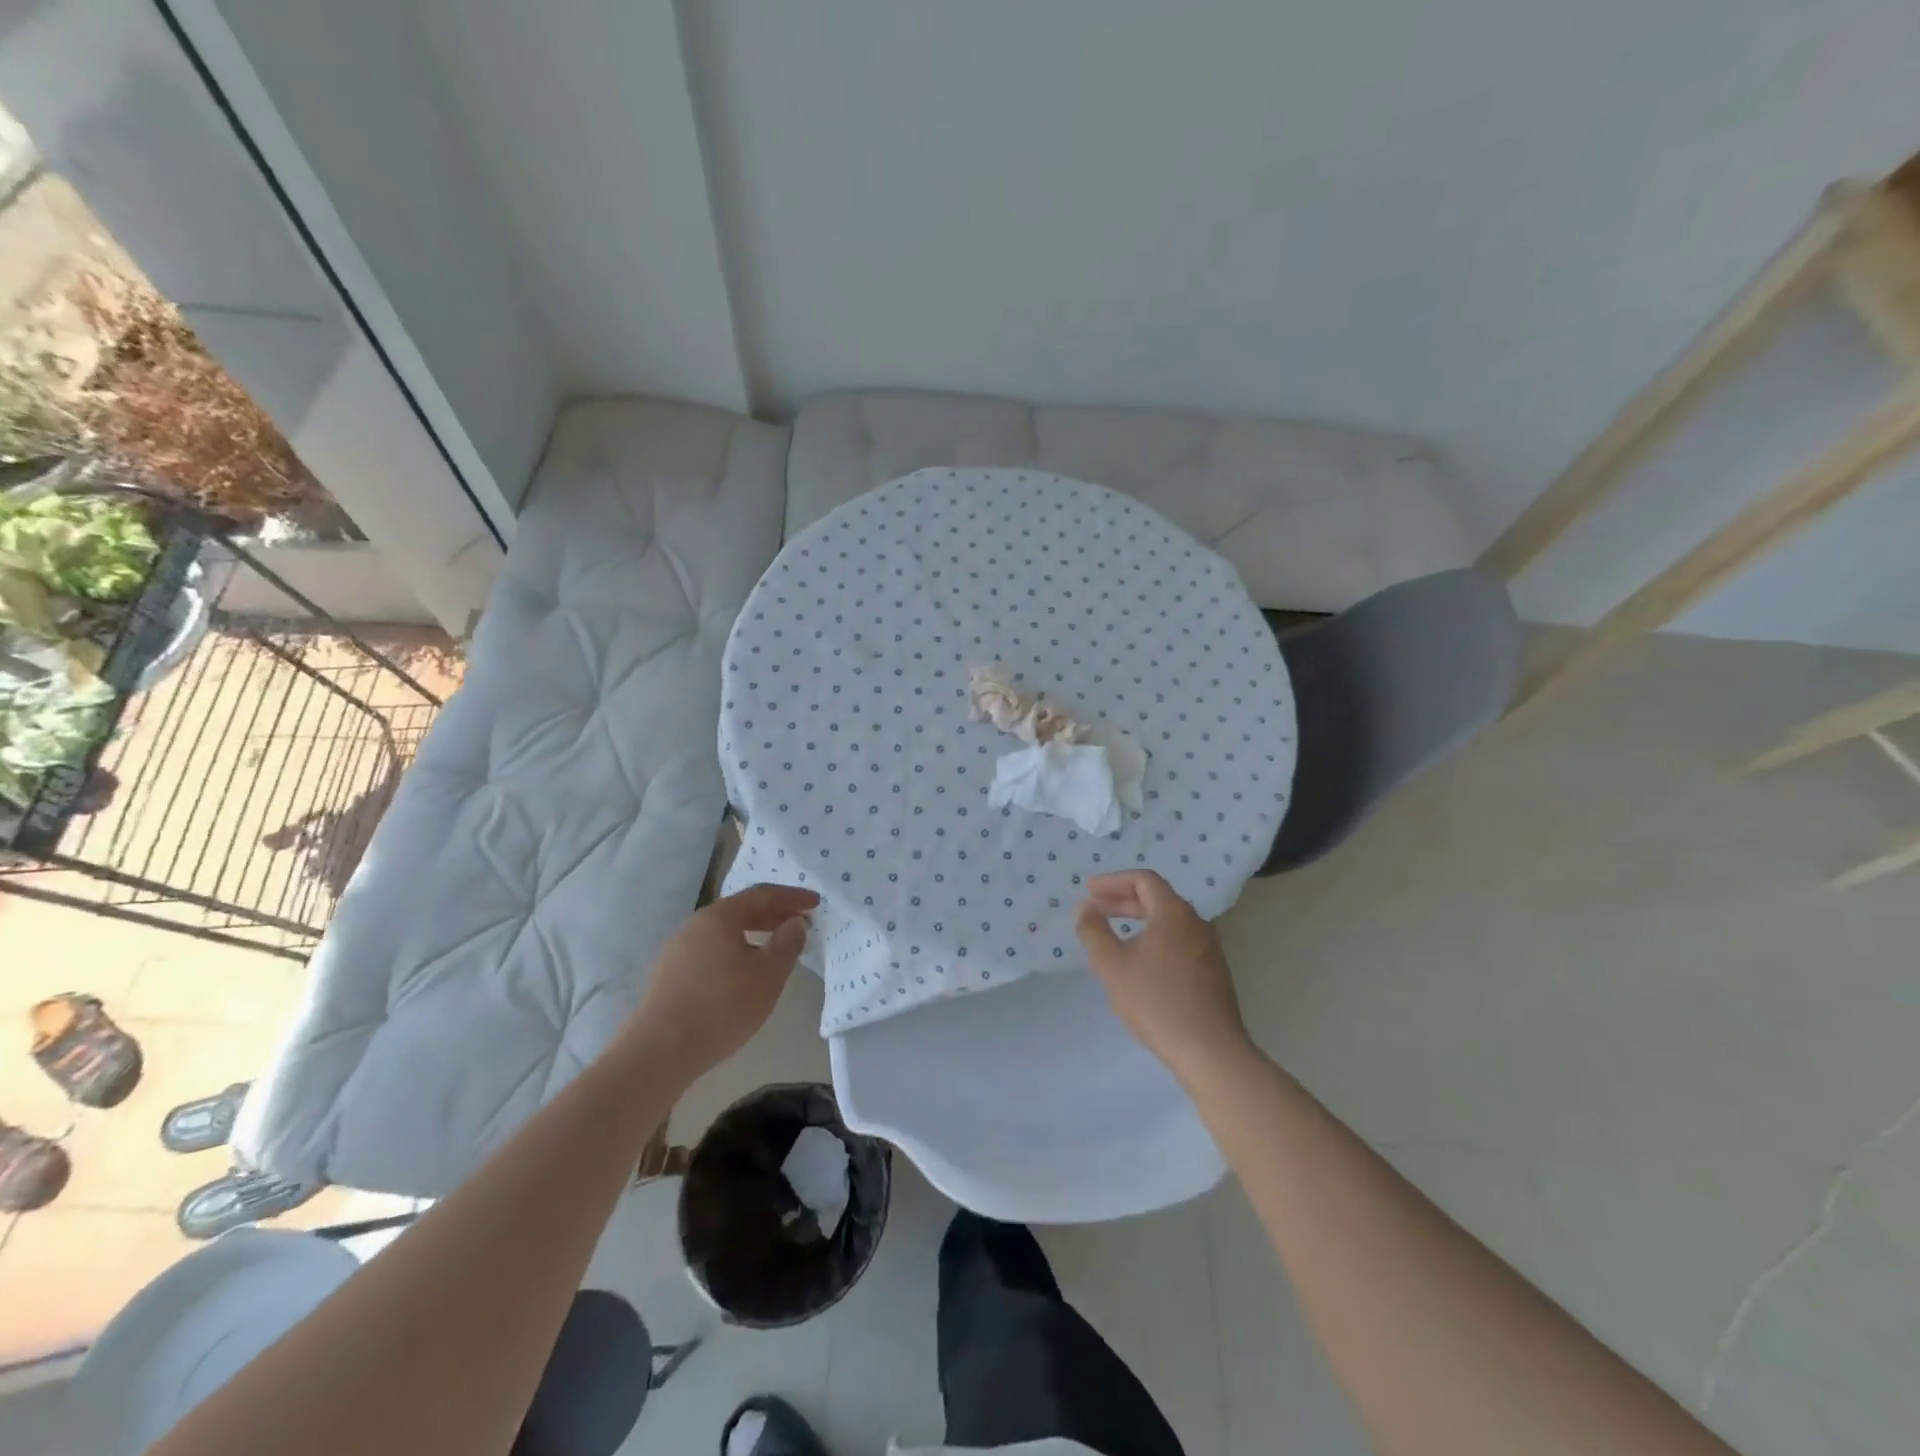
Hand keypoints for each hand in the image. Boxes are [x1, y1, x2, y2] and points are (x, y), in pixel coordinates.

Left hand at [621, 883, 818, 1084]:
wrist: (659, 1051)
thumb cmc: (722, 1006)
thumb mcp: (768, 975)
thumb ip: (787, 943)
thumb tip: (795, 922)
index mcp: (719, 916)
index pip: (762, 894)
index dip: (792, 896)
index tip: (816, 903)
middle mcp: (695, 925)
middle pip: (741, 910)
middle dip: (774, 915)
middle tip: (800, 925)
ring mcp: (678, 950)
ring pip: (724, 933)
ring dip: (755, 935)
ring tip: (776, 951)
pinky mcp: (669, 976)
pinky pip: (711, 952)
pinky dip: (736, 952)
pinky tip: (745, 975)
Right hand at [1075, 870, 1249, 1080]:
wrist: (1210, 1051)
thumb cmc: (1156, 1001)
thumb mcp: (1112, 965)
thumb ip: (1094, 931)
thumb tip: (1086, 907)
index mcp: (1174, 913)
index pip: (1144, 880)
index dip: (1113, 881)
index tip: (1089, 890)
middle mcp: (1196, 923)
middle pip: (1158, 899)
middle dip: (1123, 900)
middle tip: (1096, 909)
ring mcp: (1209, 949)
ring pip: (1169, 923)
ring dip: (1139, 922)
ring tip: (1114, 937)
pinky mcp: (1213, 973)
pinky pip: (1179, 943)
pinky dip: (1155, 940)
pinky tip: (1140, 965)